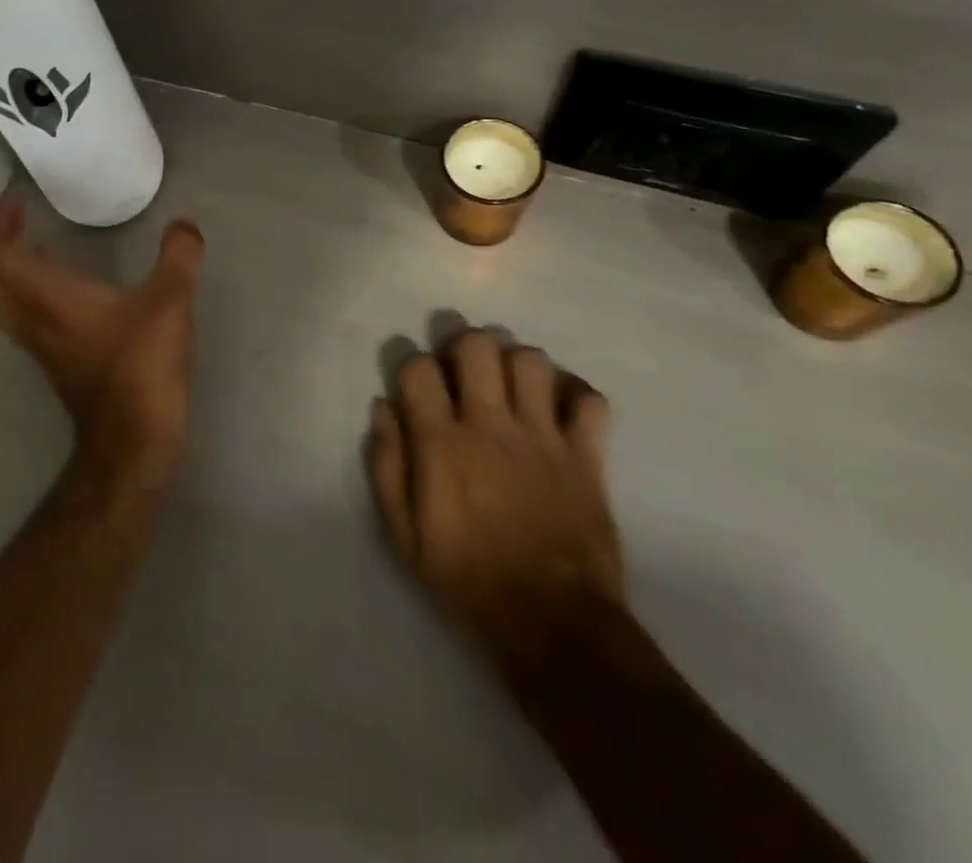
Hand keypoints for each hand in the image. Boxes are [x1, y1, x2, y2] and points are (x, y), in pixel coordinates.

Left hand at [0, 192, 205, 498]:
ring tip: (33, 242)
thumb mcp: (169, 303)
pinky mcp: (56, 363)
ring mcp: (41, 345)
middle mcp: (34, 320)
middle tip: (17, 216)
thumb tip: (184, 226)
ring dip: (9, 267)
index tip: (11, 199)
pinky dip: (29, 290)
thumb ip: (178, 258)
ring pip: (3, 300)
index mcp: (48, 299)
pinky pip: (24, 316)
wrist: (133, 442)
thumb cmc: (141, 367)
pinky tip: (64, 285)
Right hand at [367, 330, 622, 662]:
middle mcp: (490, 425)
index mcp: (442, 442)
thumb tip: (383, 409)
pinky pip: (589, 399)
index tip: (417, 390)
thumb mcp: (405, 535)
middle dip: (465, 348)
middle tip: (464, 374)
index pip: (420, 367)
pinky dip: (574, 395)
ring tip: (510, 389)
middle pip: (478, 345)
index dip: (414, 368)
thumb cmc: (468, 580)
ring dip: (516, 365)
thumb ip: (388, 466)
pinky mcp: (586, 455)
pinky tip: (558, 411)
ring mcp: (543, 436)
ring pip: (532, 360)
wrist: (554, 626)